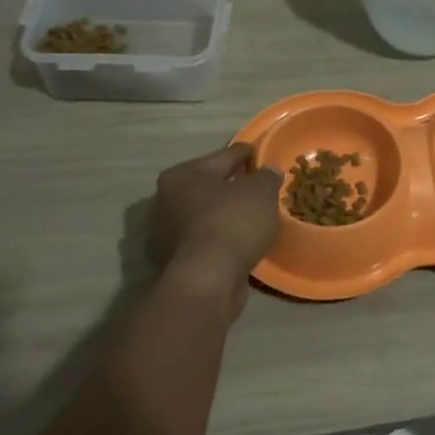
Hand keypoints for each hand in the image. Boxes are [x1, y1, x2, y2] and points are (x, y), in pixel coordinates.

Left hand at [148, 145, 281, 296]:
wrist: (206, 281)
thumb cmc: (231, 223)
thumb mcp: (260, 192)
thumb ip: (266, 177)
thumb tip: (269, 171)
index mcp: (182, 175)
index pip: (222, 156)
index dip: (244, 154)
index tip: (259, 153)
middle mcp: (166, 200)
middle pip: (208, 186)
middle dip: (231, 186)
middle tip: (257, 186)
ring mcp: (166, 233)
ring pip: (205, 215)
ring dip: (224, 214)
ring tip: (252, 216)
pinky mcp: (173, 262)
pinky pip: (204, 240)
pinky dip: (220, 238)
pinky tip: (240, 242)